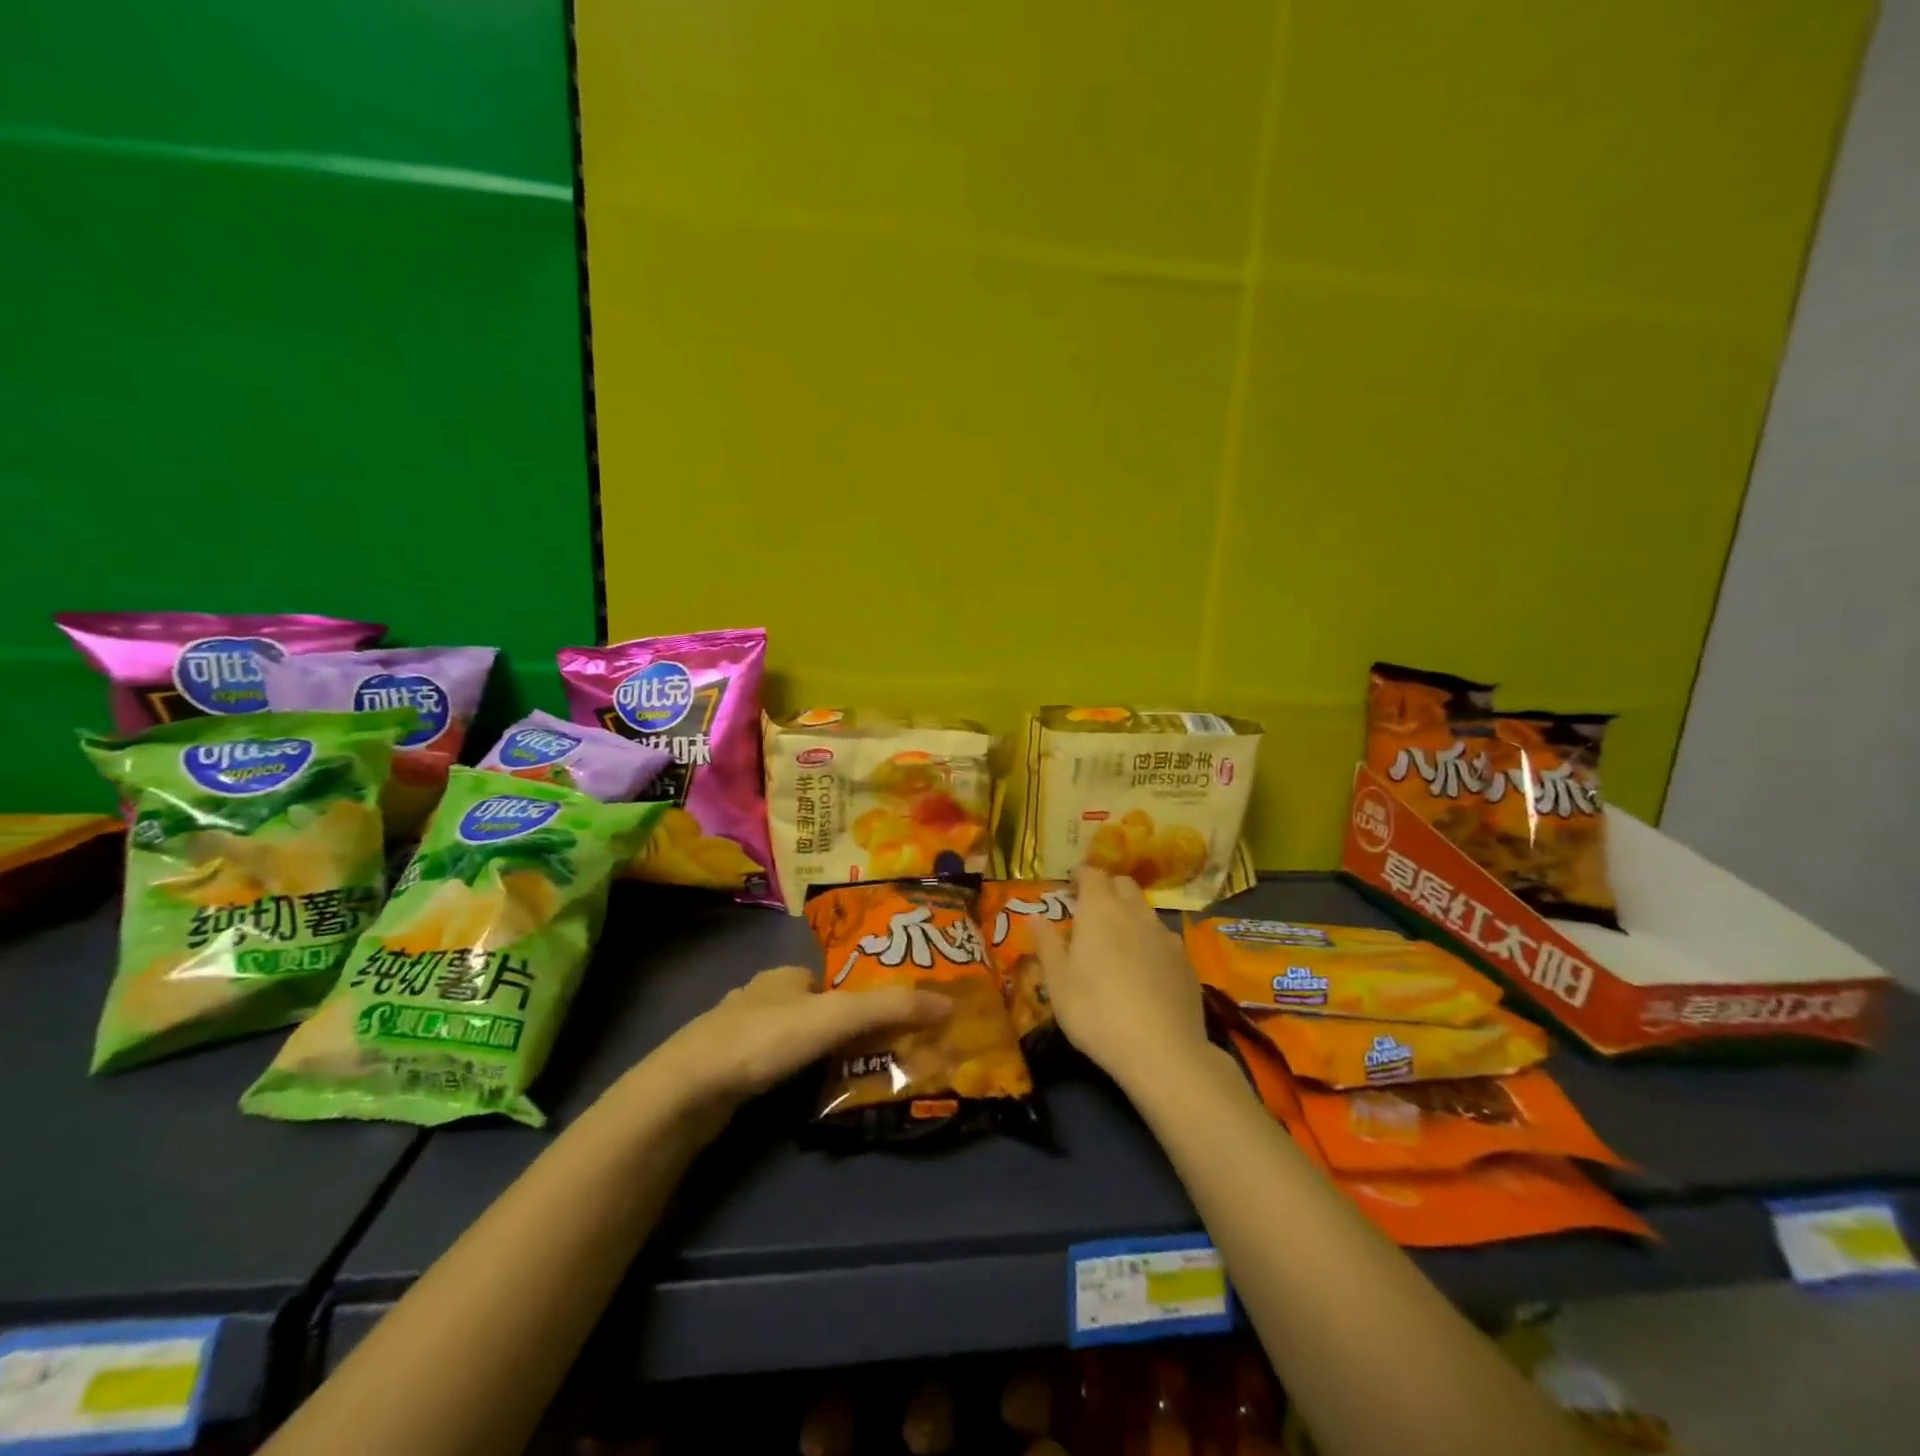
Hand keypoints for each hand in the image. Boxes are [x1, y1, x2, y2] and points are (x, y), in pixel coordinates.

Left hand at [650, 965, 948, 1119]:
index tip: (893, 1022)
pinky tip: (806, 1095)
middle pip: (816, 1009)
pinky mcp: (727, 1071)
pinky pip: (774, 1066)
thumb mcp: (835, 1018)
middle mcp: (762, 996)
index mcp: (786, 974)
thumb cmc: (764, 1039)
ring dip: (821, 1054)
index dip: (865, 998)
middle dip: (845, 1029)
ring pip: (794, 1039)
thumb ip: (890, 1009)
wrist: (686, 1092)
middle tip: (881, 1055)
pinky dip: (795, 1075)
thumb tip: (949, 1003)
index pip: (837, 980)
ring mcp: (740, 1035)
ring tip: (853, 1078)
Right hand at [1033, 866, 1208, 1089]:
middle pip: (1123, 884)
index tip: (1071, 883)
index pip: (1092, 874)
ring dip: (1130, 914)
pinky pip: (1164, 939)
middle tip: (1091, 908)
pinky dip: (1150, 942)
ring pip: (1145, 910)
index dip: (1081, 875)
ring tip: (1117, 940)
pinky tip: (1145, 969)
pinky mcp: (1185, 961)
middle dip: (1107, 888)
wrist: (1162, 1050)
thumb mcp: (1058, 982)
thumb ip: (1047, 944)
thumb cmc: (1095, 1011)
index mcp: (1100, 910)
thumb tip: (1035, 917)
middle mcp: (1135, 912)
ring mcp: (1165, 935)